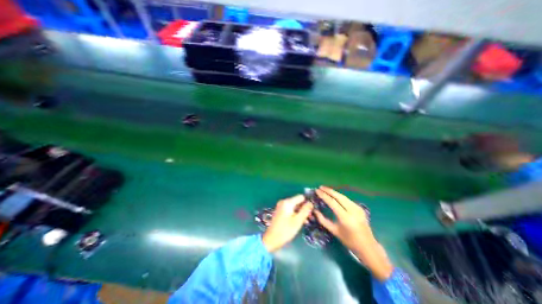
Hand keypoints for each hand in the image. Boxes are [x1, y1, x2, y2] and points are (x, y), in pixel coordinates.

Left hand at [263, 194, 312, 250]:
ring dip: (300, 212)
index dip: (307, 203)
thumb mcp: (298, 221)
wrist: (272, 239)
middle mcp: (284, 202)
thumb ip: (305, 210)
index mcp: (287, 202)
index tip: (312, 211)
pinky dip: (295, 213)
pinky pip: (290, 209)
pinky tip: (300, 221)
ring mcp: (281, 206)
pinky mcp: (280, 211)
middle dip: (304, 208)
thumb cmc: (286, 230)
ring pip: (294, 206)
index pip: (301, 197)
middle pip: (297, 201)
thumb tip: (310, 203)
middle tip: (310, 217)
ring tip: (307, 221)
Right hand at [314, 187, 393, 280]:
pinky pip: (347, 199)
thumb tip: (314, 211)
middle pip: (338, 196)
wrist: (368, 247)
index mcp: (345, 218)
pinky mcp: (360, 208)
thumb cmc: (349, 241)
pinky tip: (334, 195)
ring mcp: (357, 208)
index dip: (324, 195)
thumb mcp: (334, 231)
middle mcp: (352, 211)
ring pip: (343, 196)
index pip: (332, 202)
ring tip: (325, 189)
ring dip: (333, 192)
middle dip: (328, 190)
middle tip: (320, 187)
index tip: (317, 191)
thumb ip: (323, 220)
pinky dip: (339, 196)